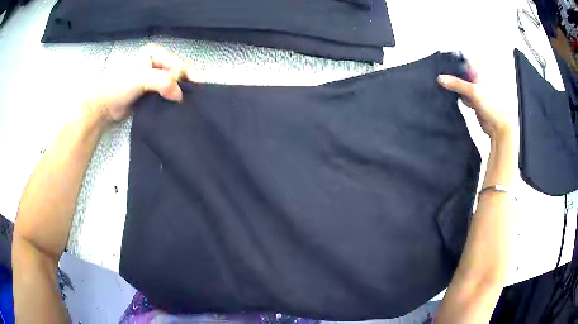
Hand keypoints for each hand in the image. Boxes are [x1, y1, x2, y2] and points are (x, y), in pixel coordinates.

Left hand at [84, 44, 192, 125]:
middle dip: (185, 83)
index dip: (182, 76)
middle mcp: (155, 62)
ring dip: (180, 92)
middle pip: (177, 71)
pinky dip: (173, 99)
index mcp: (153, 53)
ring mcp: (153, 77)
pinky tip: (178, 105)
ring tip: (190, 102)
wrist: (103, 107)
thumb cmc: (118, 87)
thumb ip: (162, 82)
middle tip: (195, 97)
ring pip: (173, 82)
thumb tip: (180, 96)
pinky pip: (167, 93)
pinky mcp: (151, 91)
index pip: (176, 63)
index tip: (183, 92)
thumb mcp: (140, 79)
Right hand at [438, 67, 511, 140]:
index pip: (463, 63)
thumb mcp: (473, 91)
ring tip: (446, 89)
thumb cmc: (494, 107)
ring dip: (454, 88)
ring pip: (461, 86)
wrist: (498, 127)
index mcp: (480, 73)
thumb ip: (457, 84)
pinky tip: (454, 99)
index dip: (453, 64)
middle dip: (452, 77)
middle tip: (441, 79)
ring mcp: (476, 92)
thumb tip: (441, 79)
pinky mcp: (473, 102)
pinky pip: (462, 97)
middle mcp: (478, 81)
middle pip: (461, 75)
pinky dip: (458, 98)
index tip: (441, 67)